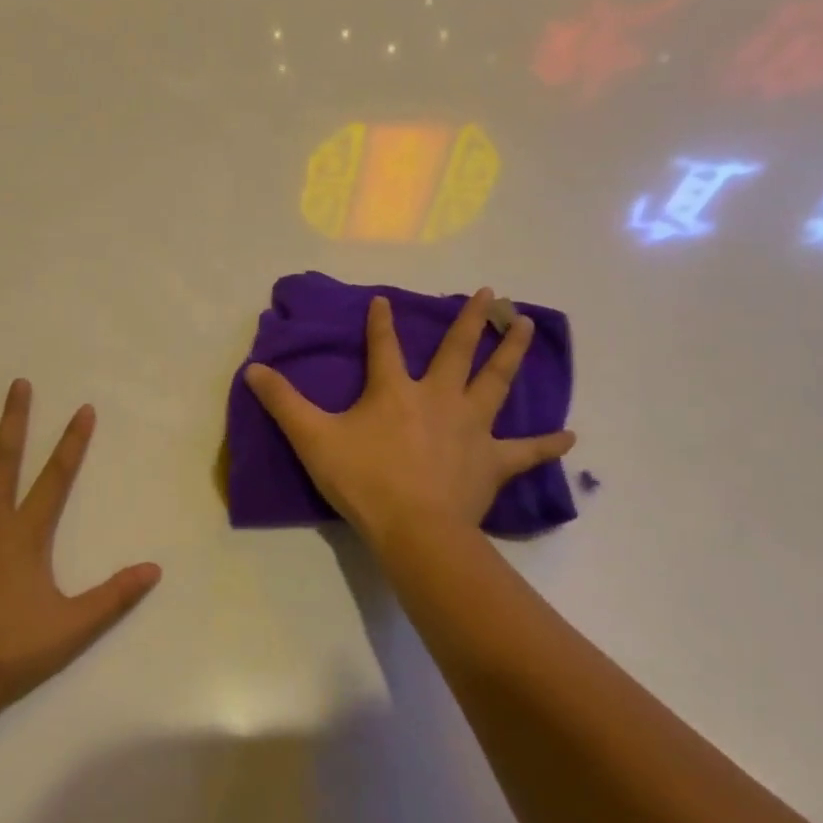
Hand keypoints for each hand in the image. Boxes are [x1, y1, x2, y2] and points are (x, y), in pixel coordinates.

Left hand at [0, 381, 160, 723]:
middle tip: (18, 383)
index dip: (73, 442)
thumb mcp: (71, 628)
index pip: (56, 477)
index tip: (83, 409)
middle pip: (3, 460)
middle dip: (13, 420)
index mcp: (23, 533)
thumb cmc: (7, 652)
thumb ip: (114, 597)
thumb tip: (155, 570)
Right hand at [245, 288, 575, 549]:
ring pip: (496, 382)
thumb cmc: (363, 480)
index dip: (381, 321)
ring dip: (511, 353)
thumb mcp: (313, 438)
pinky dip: (547, 444)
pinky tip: (570, 436)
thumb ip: (283, 402)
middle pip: (458, 351)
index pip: (384, 345)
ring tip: (527, 327)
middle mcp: (438, 398)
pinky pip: (525, 451)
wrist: (414, 529)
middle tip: (492, 293)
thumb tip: (252, 369)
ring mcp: (471, 427)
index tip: (383, 299)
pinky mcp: (492, 461)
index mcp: (395, 390)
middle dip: (471, 320)